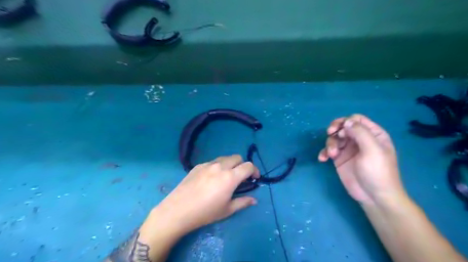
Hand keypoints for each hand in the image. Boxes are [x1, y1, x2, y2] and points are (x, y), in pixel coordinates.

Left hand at [153, 155, 257, 234]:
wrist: (178, 210)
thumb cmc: (205, 212)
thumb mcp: (227, 210)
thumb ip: (243, 202)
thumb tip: (254, 200)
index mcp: (230, 177)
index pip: (248, 166)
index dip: (254, 170)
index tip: (254, 179)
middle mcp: (220, 166)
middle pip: (237, 157)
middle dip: (242, 165)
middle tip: (240, 177)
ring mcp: (208, 164)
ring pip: (224, 158)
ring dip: (230, 164)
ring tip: (226, 177)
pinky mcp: (198, 165)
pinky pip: (212, 162)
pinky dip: (218, 167)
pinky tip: (211, 179)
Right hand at [318, 114, 405, 205]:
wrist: (373, 196)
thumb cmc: (377, 171)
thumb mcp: (372, 150)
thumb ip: (360, 133)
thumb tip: (346, 122)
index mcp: (372, 134)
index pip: (357, 120)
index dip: (346, 122)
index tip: (340, 130)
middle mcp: (359, 139)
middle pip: (343, 127)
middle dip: (335, 130)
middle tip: (330, 133)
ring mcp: (348, 149)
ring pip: (334, 138)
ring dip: (330, 144)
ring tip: (332, 155)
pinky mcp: (339, 159)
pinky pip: (328, 150)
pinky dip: (324, 152)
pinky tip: (323, 159)